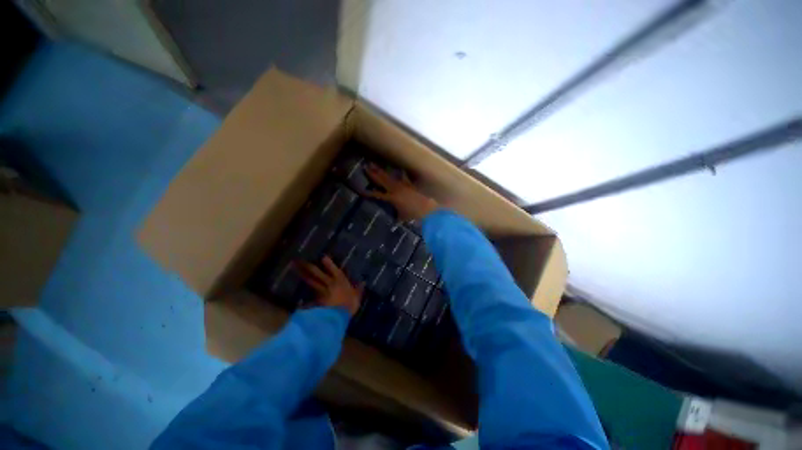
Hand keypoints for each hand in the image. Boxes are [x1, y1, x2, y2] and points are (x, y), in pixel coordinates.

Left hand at [296, 256, 363, 315]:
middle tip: (299, 260)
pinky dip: (303, 294)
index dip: (328, 263)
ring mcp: (321, 292)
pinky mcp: (315, 301)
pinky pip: (308, 296)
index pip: (334, 270)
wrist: (337, 317)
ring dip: (303, 275)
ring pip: (311, 281)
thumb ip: (359, 289)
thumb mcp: (356, 297)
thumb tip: (363, 282)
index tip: (323, 257)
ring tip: (295, 269)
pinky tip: (297, 293)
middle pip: (317, 273)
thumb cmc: (349, 305)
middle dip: (309, 266)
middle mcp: (329, 283)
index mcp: (340, 281)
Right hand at [364, 164, 438, 220]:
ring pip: (390, 176)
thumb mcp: (401, 217)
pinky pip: (404, 177)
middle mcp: (395, 189)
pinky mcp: (410, 184)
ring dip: (382, 171)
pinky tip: (399, 170)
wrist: (427, 210)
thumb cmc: (413, 215)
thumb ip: (395, 215)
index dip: (369, 193)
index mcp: (391, 198)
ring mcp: (403, 185)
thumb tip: (392, 218)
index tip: (361, 190)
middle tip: (365, 166)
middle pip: (382, 180)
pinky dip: (401, 174)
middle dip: (373, 173)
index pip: (377, 194)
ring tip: (375, 164)